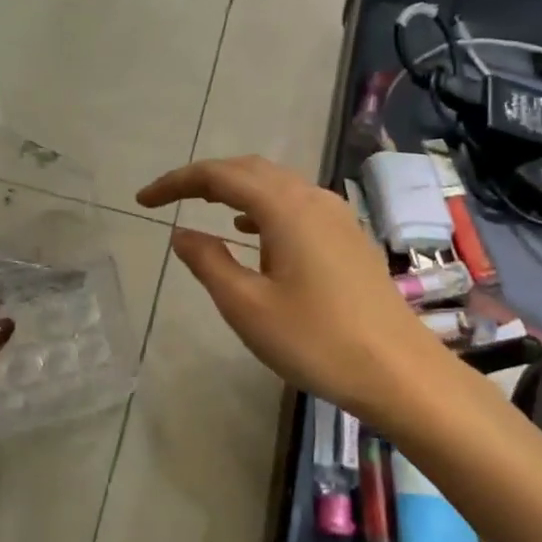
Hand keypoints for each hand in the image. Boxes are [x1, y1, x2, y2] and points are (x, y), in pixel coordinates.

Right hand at [137, 156, 445, 419]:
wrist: (399, 372)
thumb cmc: (316, 341)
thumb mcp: (247, 307)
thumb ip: (208, 263)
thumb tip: (181, 233)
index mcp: (285, 207)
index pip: (219, 175)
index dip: (176, 182)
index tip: (143, 200)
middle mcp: (312, 198)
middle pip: (249, 170)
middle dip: (204, 179)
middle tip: (167, 199)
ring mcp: (336, 216)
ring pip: (275, 185)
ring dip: (234, 191)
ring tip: (202, 209)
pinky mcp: (347, 237)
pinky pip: (295, 205)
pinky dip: (262, 209)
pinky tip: (250, 233)